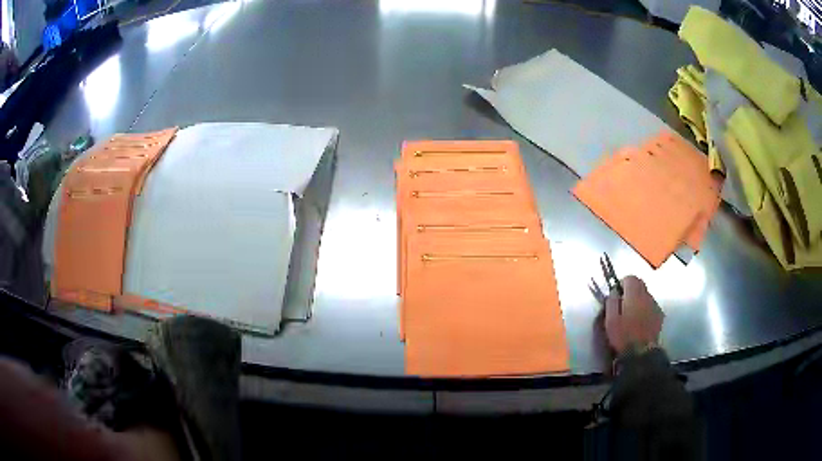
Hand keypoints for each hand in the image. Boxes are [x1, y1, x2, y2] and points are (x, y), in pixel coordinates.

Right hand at [604, 275, 663, 355]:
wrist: (641, 352)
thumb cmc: (623, 335)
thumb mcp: (610, 319)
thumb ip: (611, 302)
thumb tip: (614, 291)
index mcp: (634, 294)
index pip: (630, 278)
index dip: (622, 284)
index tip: (616, 294)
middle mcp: (647, 295)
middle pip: (640, 284)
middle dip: (631, 290)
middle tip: (623, 304)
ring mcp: (655, 305)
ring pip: (646, 295)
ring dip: (639, 300)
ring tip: (632, 314)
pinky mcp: (660, 315)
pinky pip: (651, 306)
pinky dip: (646, 309)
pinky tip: (641, 322)